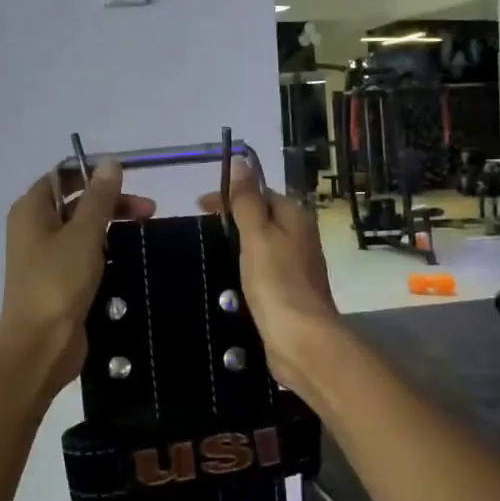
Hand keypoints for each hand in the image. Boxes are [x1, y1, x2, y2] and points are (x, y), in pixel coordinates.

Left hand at [0, 160, 154, 391]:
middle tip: (149, 210)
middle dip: (112, 202)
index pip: (64, 175)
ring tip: (146, 231)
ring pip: (83, 230)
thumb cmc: (58, 281)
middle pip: (76, 202)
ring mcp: (46, 256)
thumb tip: (110, 162)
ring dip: (112, 227)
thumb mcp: (84, 234)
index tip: (130, 179)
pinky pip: (84, 255)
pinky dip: (105, 251)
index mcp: (32, 209)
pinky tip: (130, 257)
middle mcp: (34, 228)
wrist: (41, 344)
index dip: (95, 173)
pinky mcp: (59, 281)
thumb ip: (99, 197)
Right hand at [200, 161, 340, 395]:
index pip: (260, 193)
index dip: (231, 196)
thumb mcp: (257, 235)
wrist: (301, 340)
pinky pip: (262, 270)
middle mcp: (300, 236)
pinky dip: (244, 268)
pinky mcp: (288, 291)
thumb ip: (247, 200)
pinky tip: (227, 279)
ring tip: (208, 254)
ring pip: (261, 245)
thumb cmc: (277, 282)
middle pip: (262, 218)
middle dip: (232, 220)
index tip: (199, 207)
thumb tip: (241, 160)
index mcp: (295, 216)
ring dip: (237, 246)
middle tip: (201, 232)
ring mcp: (296, 265)